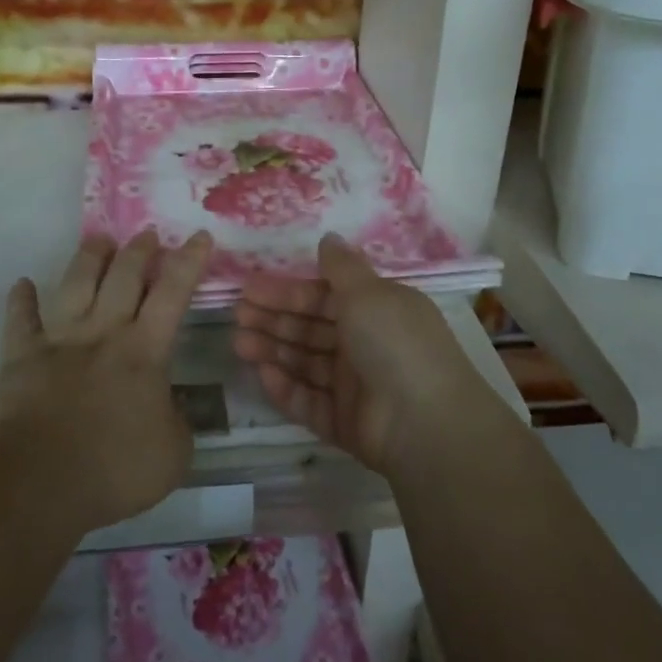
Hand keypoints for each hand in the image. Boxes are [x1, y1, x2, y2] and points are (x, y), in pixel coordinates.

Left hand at [0, 229, 210, 531]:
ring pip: (75, 285)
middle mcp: (103, 333)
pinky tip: (21, 285)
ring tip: (99, 240)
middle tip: (147, 234)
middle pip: (123, 276)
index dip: (188, 261)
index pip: (173, 293)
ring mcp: (60, 341)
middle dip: (139, 250)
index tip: (199, 235)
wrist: (38, 481)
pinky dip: (21, 301)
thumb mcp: (173, 454)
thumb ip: (179, 423)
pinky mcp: (21, 358)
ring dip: (89, 258)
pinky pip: (20, 321)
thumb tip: (172, 406)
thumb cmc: (114, 468)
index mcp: (144, 350)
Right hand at [233, 234, 487, 475]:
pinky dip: (286, 388)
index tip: (249, 287)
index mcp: (377, 310)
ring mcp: (355, 386)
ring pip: (306, 363)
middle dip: (274, 319)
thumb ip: (342, 267)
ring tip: (239, 342)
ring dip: (273, 350)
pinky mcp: (344, 422)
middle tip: (237, 314)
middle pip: (311, 329)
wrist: (424, 423)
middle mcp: (366, 345)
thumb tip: (329, 238)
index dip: (288, 291)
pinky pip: (309, 401)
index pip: (324, 296)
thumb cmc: (394, 343)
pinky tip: (263, 374)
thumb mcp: (368, 292)